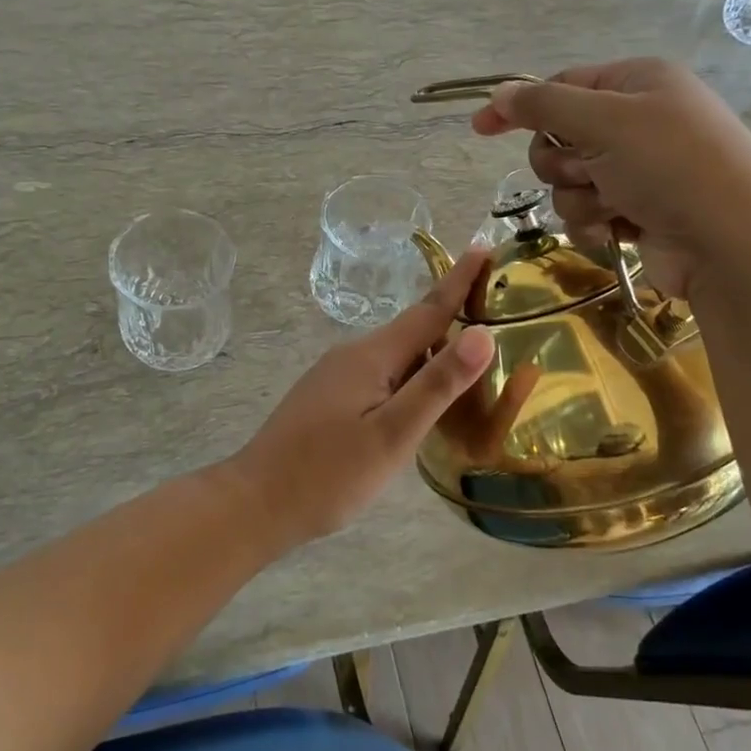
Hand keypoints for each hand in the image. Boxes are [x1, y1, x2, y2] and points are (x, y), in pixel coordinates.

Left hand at [224, 250, 496, 545]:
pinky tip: (420, 400)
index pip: (427, 310)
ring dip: (431, 353)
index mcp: (371, 356)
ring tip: (469, 364)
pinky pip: (380, 375)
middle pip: (413, 331)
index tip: (483, 248)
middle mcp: (352, 355)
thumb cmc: (329, 474)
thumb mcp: (392, 434)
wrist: (256, 503)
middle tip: (494, 313)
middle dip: (451, 318)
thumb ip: (437, 384)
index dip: (458, 280)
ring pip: (396, 356)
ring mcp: (335, 375)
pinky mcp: (328, 397)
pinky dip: (409, 377)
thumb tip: (482, 333)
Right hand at [469, 59, 750, 295]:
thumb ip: (545, 105)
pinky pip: (587, 211)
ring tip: (613, 206)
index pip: (562, 86)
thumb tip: (499, 93)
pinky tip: (618, 231)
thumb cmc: (672, 168)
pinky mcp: (638, 211)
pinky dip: (594, 222)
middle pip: (560, 136)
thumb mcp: (606, 122)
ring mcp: (640, 170)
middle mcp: (639, 122)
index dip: (521, 106)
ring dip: (579, 197)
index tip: (480, 127)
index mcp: (638, 83)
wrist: (734, 245)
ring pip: (569, 180)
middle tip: (586, 171)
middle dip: (562, 161)